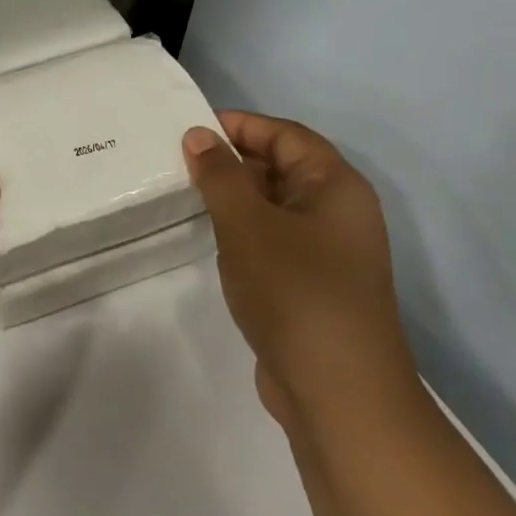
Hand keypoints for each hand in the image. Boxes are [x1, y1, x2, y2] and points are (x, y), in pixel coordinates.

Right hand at [183, 111, 415, 425]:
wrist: (337, 390)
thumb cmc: (295, 291)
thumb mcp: (248, 225)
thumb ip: (221, 176)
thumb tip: (199, 136)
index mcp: (336, 187)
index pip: (287, 135)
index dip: (241, 125)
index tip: (190, 127)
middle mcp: (338, 213)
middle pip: (283, 168)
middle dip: (233, 160)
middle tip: (177, 160)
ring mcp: (326, 252)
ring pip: (275, 207)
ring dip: (234, 197)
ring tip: (184, 194)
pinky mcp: (309, 285)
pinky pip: (272, 240)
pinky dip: (241, 231)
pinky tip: (210, 239)